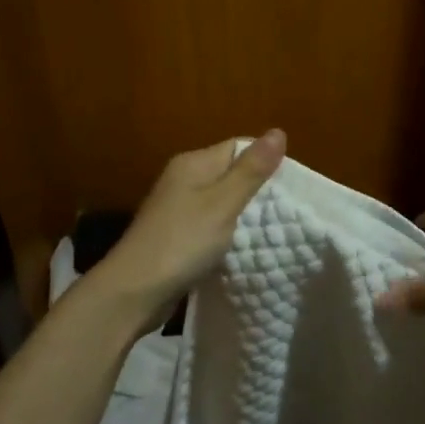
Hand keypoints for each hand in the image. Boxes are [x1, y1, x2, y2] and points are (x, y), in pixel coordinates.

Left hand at [85, 130, 287, 331]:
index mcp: (193, 163)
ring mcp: (177, 209)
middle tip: (287, 211)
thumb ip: (251, 170)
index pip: (238, 148)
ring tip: (272, 230)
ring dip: (242, 215)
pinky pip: (210, 226)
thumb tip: (278, 131)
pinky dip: (227, 234)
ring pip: (221, 203)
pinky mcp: (177, 236)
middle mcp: (183, 180)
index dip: (264, 162)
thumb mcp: (223, 204)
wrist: (133, 292)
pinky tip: (242, 248)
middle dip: (257, 190)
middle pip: (230, 174)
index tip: (291, 186)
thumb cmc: (182, 242)